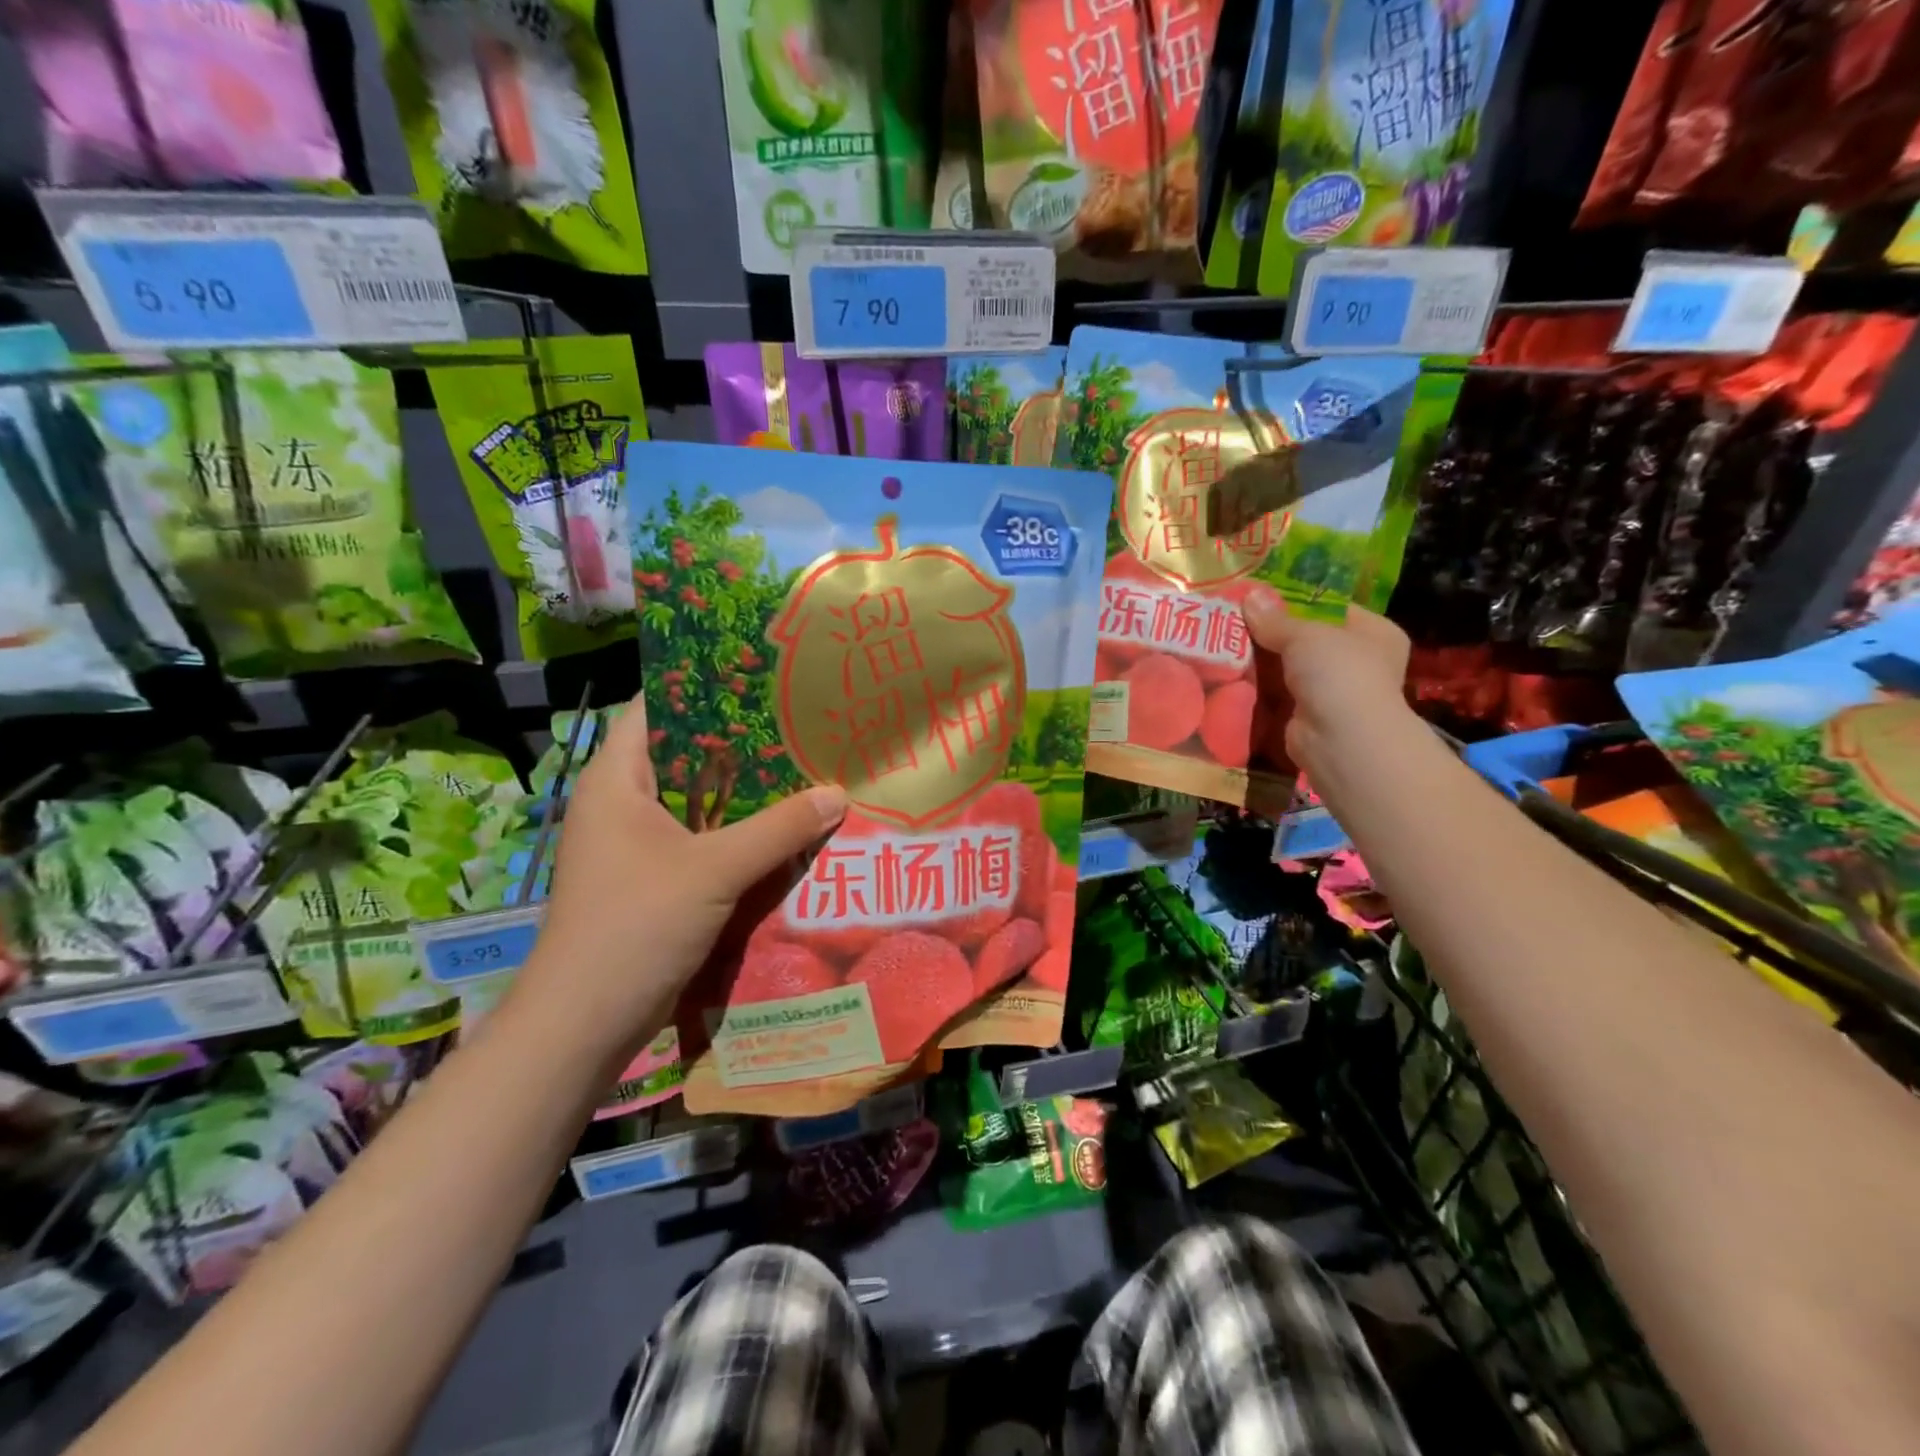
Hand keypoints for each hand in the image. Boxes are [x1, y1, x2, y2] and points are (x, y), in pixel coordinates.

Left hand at [510, 698, 847, 1060]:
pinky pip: (707, 839)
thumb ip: (778, 828)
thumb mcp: (714, 870)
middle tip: (802, 723)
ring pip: (702, 801)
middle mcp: (626, 802)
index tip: (762, 675)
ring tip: (808, 768)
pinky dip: (743, 832)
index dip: (704, 686)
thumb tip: (837, 793)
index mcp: (619, 779)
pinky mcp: (659, 878)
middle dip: (744, 742)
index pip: (657, 707)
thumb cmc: (635, 926)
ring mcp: (642, 843)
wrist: (585, 1022)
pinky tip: (790, 829)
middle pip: (689, 754)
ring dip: (749, 792)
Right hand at [1241, 585, 1413, 774]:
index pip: (1332, 607)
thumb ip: (1275, 618)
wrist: (1342, 740)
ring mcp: (1333, 691)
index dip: (1296, 600)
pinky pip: (1277, 694)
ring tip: (1223, 642)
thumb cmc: (1339, 674)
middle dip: (1272, 632)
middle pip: (1306, 638)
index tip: (1258, 596)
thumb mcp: (1306, 634)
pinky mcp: (1307, 715)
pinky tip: (1229, 674)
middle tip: (1234, 618)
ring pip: (1288, 667)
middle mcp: (1359, 660)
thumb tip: (1248, 595)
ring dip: (1261, 660)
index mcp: (1374, 632)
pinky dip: (1258, 688)